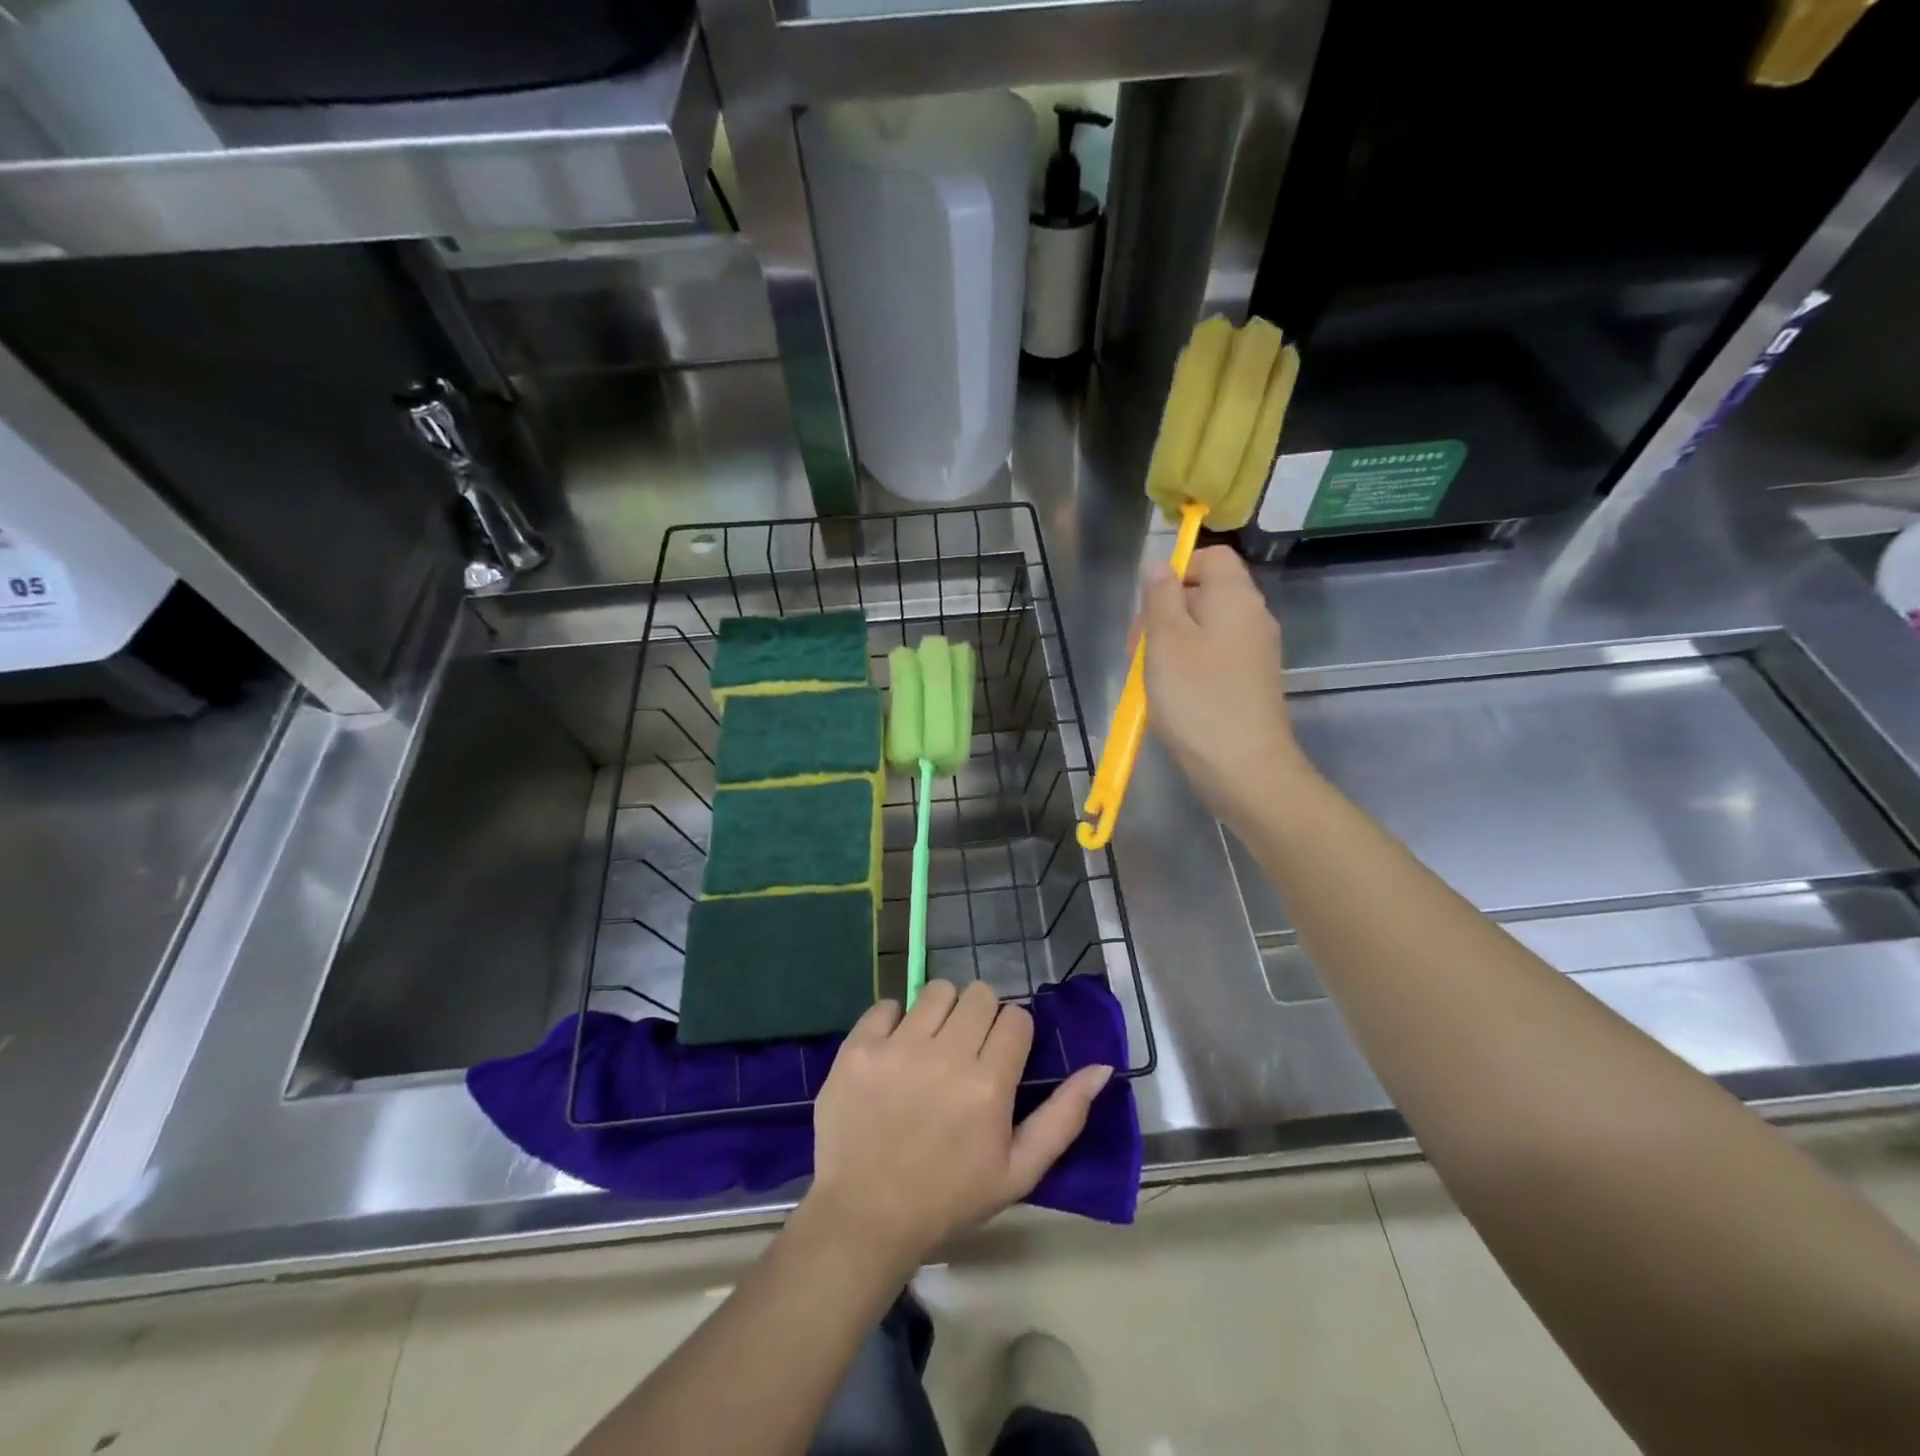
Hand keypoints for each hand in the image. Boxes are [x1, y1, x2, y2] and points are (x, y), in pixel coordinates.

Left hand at [804, 980, 1112, 1270]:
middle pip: (979, 994)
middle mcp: (946, 1055)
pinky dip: (893, 1021)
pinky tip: (893, 1052)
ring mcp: (897, 1047)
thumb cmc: (948, 1198)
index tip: (1000, 1057)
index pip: (1015, 1017)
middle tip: (966, 1050)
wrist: (865, 1217)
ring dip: (940, 1012)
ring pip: (936, 990)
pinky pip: (886, 1003)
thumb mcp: (1019, 1171)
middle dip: (980, 1016)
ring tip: (931, 1046)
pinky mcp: (858, 1047)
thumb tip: (1101, 1068)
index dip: (1012, 1034)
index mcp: (989, 1084)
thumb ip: (1064, 1117)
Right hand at [1140, 545, 1310, 820]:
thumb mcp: (1166, 641)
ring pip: (1204, 628)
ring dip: (1170, 643)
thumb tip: (1159, 563)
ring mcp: (1254, 652)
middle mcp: (1252, 617)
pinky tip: (1169, 694)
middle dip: (1165, 611)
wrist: (1244, 768)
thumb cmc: (1198, 698)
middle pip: (1205, 592)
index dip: (1177, 569)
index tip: (1148, 604)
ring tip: (1147, 675)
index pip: (1212, 556)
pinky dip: (1188, 665)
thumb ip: (1160, 596)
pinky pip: (1213, 656)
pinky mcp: (1249, 681)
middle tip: (1138, 647)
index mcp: (1235, 598)